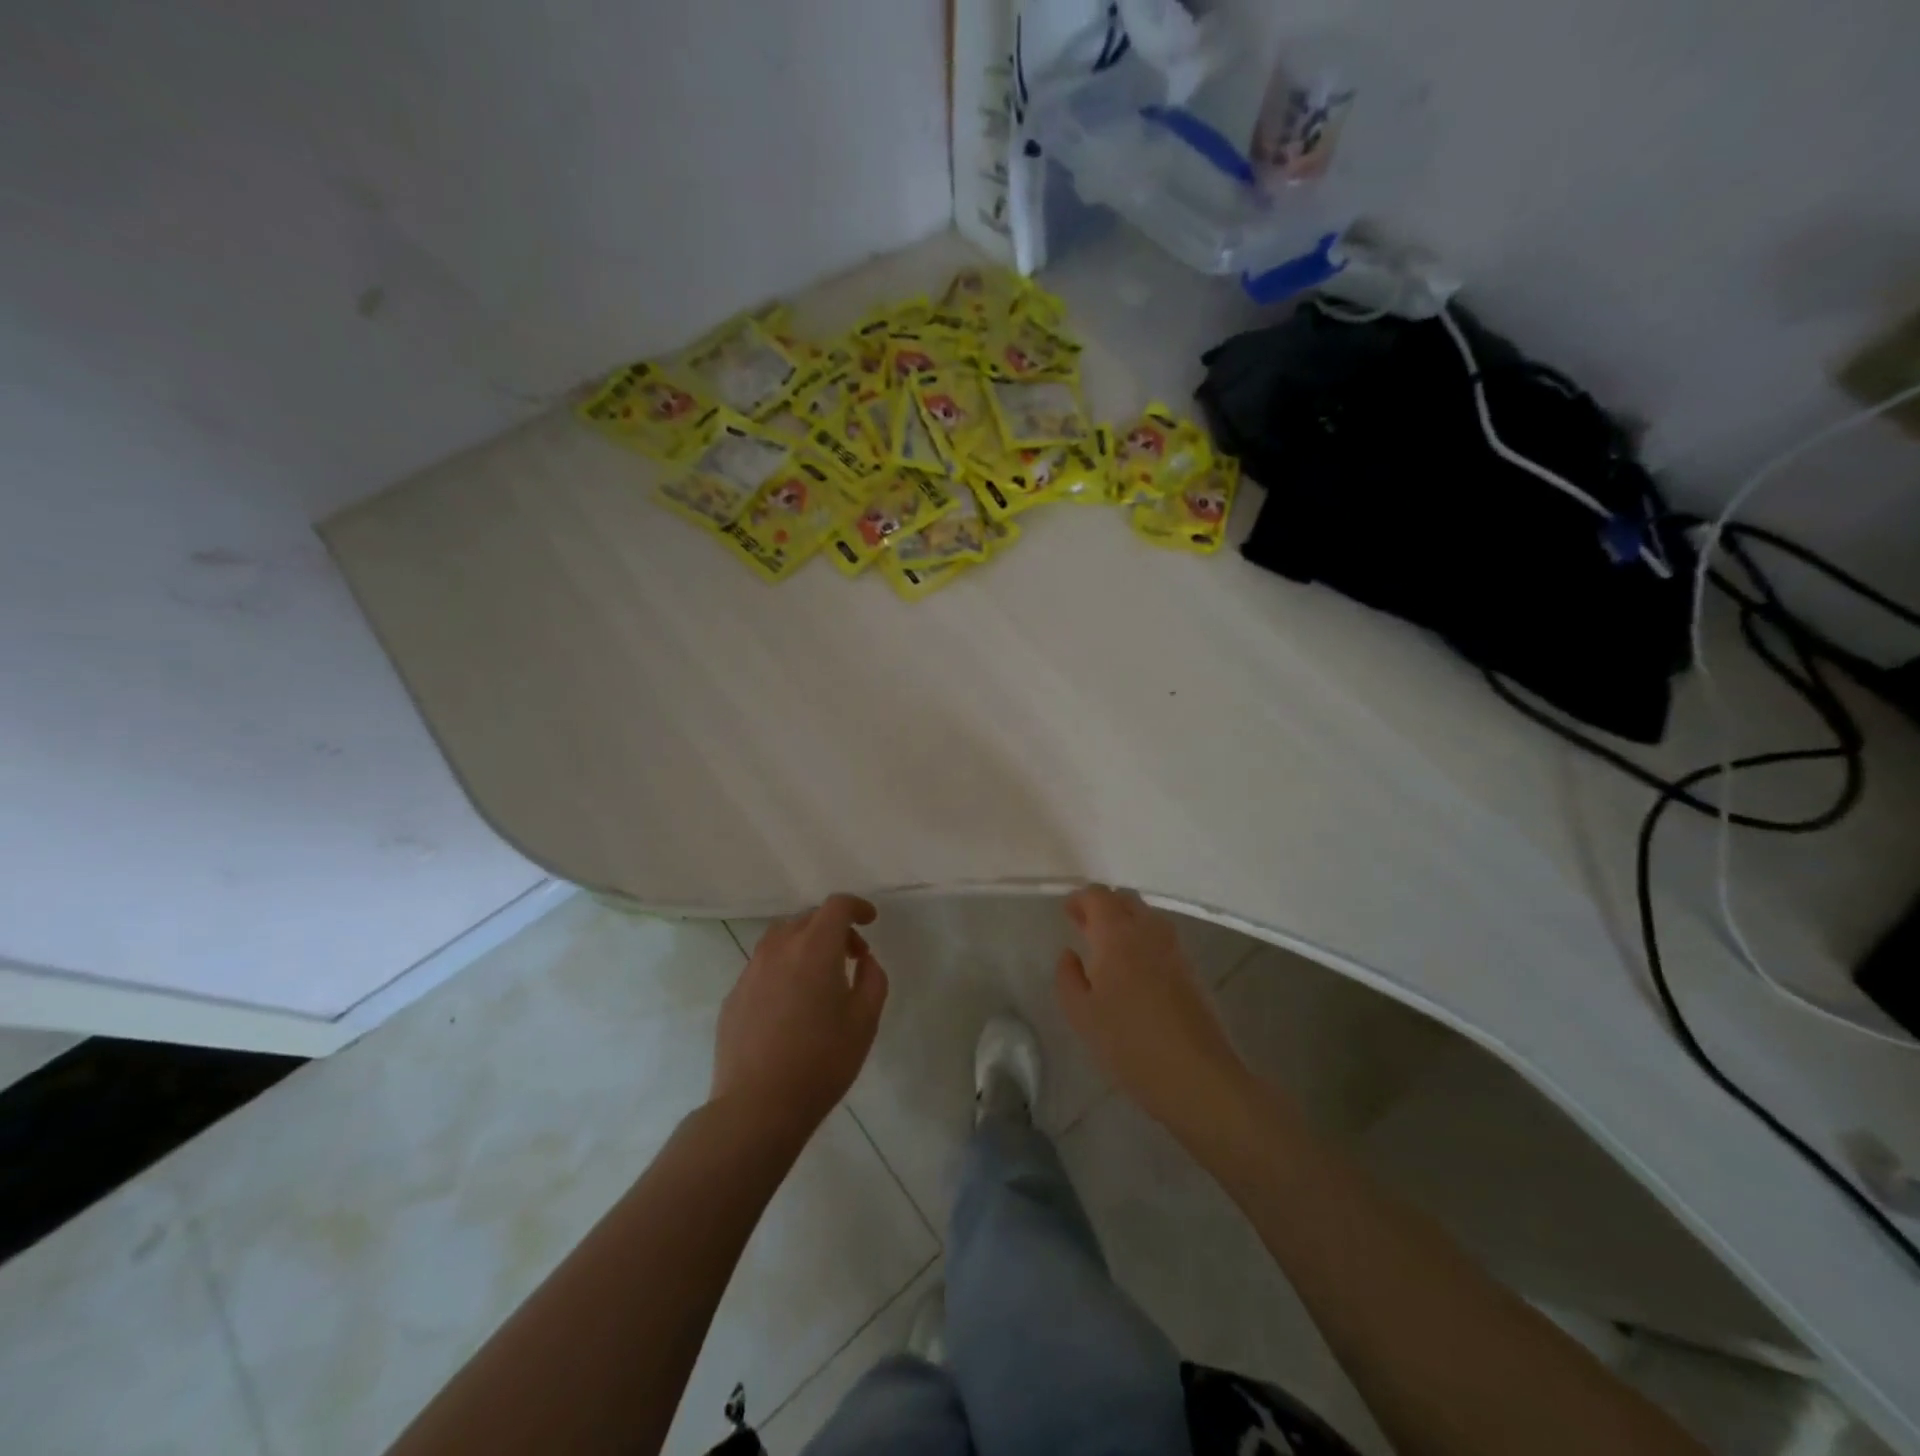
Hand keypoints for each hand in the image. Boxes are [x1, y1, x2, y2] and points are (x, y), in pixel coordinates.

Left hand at [711, 895, 888, 1140]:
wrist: (757, 1106)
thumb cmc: (821, 1062)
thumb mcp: (865, 1021)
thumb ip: (872, 980)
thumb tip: (864, 960)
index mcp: (815, 948)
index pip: (836, 906)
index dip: (857, 907)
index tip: (870, 920)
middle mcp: (779, 949)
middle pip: (808, 918)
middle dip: (834, 928)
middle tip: (852, 956)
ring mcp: (751, 971)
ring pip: (781, 938)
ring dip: (805, 944)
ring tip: (820, 976)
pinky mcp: (734, 996)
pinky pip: (764, 966)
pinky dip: (783, 968)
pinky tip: (791, 1003)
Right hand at [1056, 886, 1249, 1133]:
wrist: (1197, 1076)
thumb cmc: (1129, 1044)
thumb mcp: (1082, 1015)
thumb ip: (1068, 978)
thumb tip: (1069, 954)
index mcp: (1117, 934)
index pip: (1098, 895)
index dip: (1080, 899)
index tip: (1067, 914)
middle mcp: (1149, 930)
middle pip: (1125, 899)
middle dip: (1103, 906)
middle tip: (1084, 927)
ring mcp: (1175, 948)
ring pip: (1146, 917)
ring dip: (1124, 921)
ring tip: (1106, 950)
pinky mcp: (1190, 969)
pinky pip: (1161, 937)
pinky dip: (1142, 939)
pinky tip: (1133, 970)